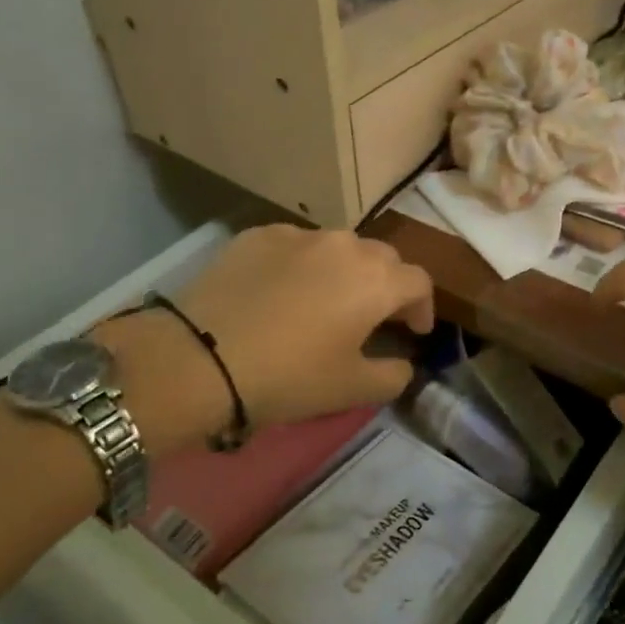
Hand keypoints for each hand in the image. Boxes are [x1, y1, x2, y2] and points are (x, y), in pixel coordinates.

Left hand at [104, 225, 433, 436]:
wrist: (200, 357)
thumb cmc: (289, 376)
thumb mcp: (352, 388)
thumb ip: (394, 375)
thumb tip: (403, 362)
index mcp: (376, 279)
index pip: (419, 282)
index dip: (423, 308)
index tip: (414, 333)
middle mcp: (345, 245)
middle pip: (382, 259)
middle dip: (387, 286)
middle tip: (374, 317)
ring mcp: (299, 234)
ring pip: (338, 247)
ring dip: (344, 272)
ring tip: (327, 301)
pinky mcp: (258, 235)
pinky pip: (295, 246)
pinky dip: (301, 265)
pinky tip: (281, 292)